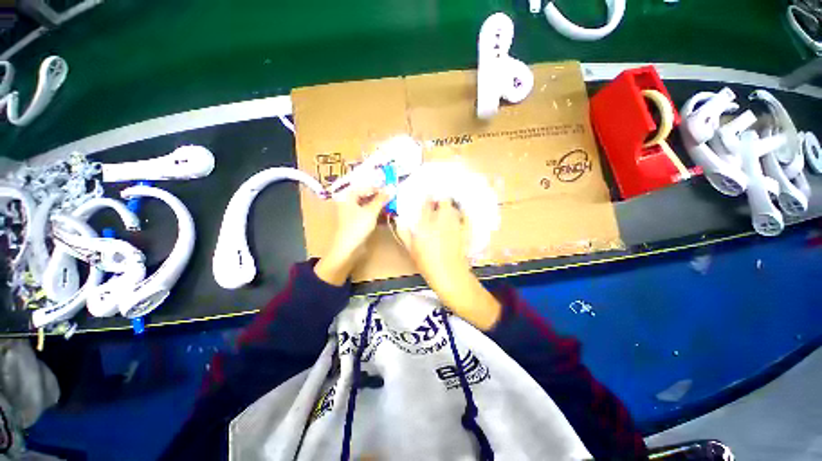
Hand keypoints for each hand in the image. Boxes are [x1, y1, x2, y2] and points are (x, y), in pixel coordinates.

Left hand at [315, 187, 389, 285]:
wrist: (348, 248)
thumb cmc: (357, 226)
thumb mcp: (371, 211)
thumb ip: (381, 199)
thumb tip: (391, 188)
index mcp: (348, 196)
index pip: (365, 187)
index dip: (378, 187)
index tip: (391, 188)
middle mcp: (349, 203)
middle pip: (367, 196)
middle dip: (380, 197)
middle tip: (393, 197)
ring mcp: (353, 213)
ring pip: (369, 206)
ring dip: (380, 206)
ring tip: (392, 205)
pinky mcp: (358, 222)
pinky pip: (369, 214)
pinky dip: (377, 214)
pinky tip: (387, 215)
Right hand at [398, 199, 500, 329]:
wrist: (449, 275)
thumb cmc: (426, 263)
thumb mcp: (411, 249)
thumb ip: (404, 232)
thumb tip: (398, 219)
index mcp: (426, 224)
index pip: (426, 203)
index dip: (427, 195)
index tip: (426, 192)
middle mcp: (441, 220)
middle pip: (444, 200)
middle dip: (441, 197)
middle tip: (438, 199)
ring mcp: (454, 224)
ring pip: (454, 207)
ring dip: (450, 205)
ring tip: (448, 205)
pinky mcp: (464, 231)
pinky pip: (465, 217)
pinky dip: (463, 213)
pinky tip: (461, 213)